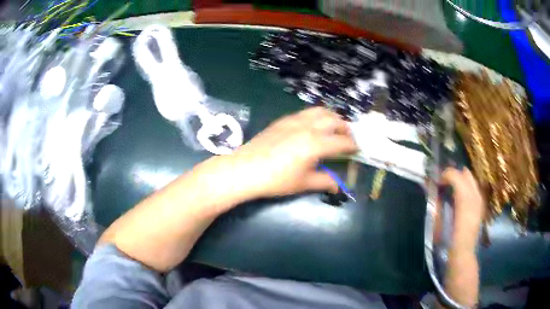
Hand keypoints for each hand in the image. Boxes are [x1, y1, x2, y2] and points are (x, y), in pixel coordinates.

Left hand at [206, 107, 356, 204]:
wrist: (246, 169)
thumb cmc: (276, 180)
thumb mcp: (303, 183)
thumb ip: (324, 181)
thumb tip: (337, 185)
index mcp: (316, 143)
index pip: (342, 141)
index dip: (352, 146)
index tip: (356, 150)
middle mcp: (308, 127)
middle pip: (334, 120)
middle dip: (345, 128)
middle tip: (347, 139)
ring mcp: (294, 120)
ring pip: (320, 111)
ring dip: (331, 118)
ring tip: (333, 128)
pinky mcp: (283, 120)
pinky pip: (305, 113)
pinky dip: (316, 116)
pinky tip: (312, 127)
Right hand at [442, 167, 484, 249]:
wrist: (463, 253)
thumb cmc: (449, 240)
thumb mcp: (439, 222)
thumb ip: (437, 203)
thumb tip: (432, 190)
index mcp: (464, 198)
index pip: (455, 174)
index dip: (444, 175)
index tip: (437, 183)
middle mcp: (474, 195)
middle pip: (465, 173)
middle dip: (454, 175)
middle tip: (444, 185)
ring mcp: (479, 200)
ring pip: (471, 179)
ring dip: (461, 181)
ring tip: (451, 191)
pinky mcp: (480, 206)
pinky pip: (474, 189)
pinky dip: (466, 188)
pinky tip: (459, 200)